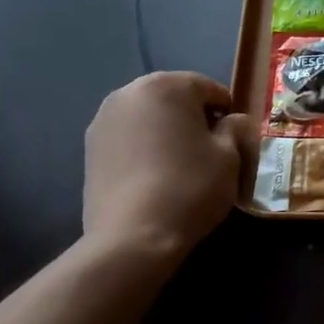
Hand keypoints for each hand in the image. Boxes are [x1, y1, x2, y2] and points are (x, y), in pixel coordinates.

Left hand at [83, 72, 253, 257]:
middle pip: (174, 97)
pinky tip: (154, 176)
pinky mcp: (89, 148)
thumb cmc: (190, 187)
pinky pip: (128, 137)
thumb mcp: (229, 156)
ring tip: (179, 165)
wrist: (133, 236)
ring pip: (148, 117)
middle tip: (208, 151)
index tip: (233, 139)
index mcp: (167, 86)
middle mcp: (129, 92)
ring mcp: (103, 119)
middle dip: (193, 118)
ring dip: (166, 131)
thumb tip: (232, 121)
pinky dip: (143, 147)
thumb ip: (234, 128)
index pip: (208, 88)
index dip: (226, 112)